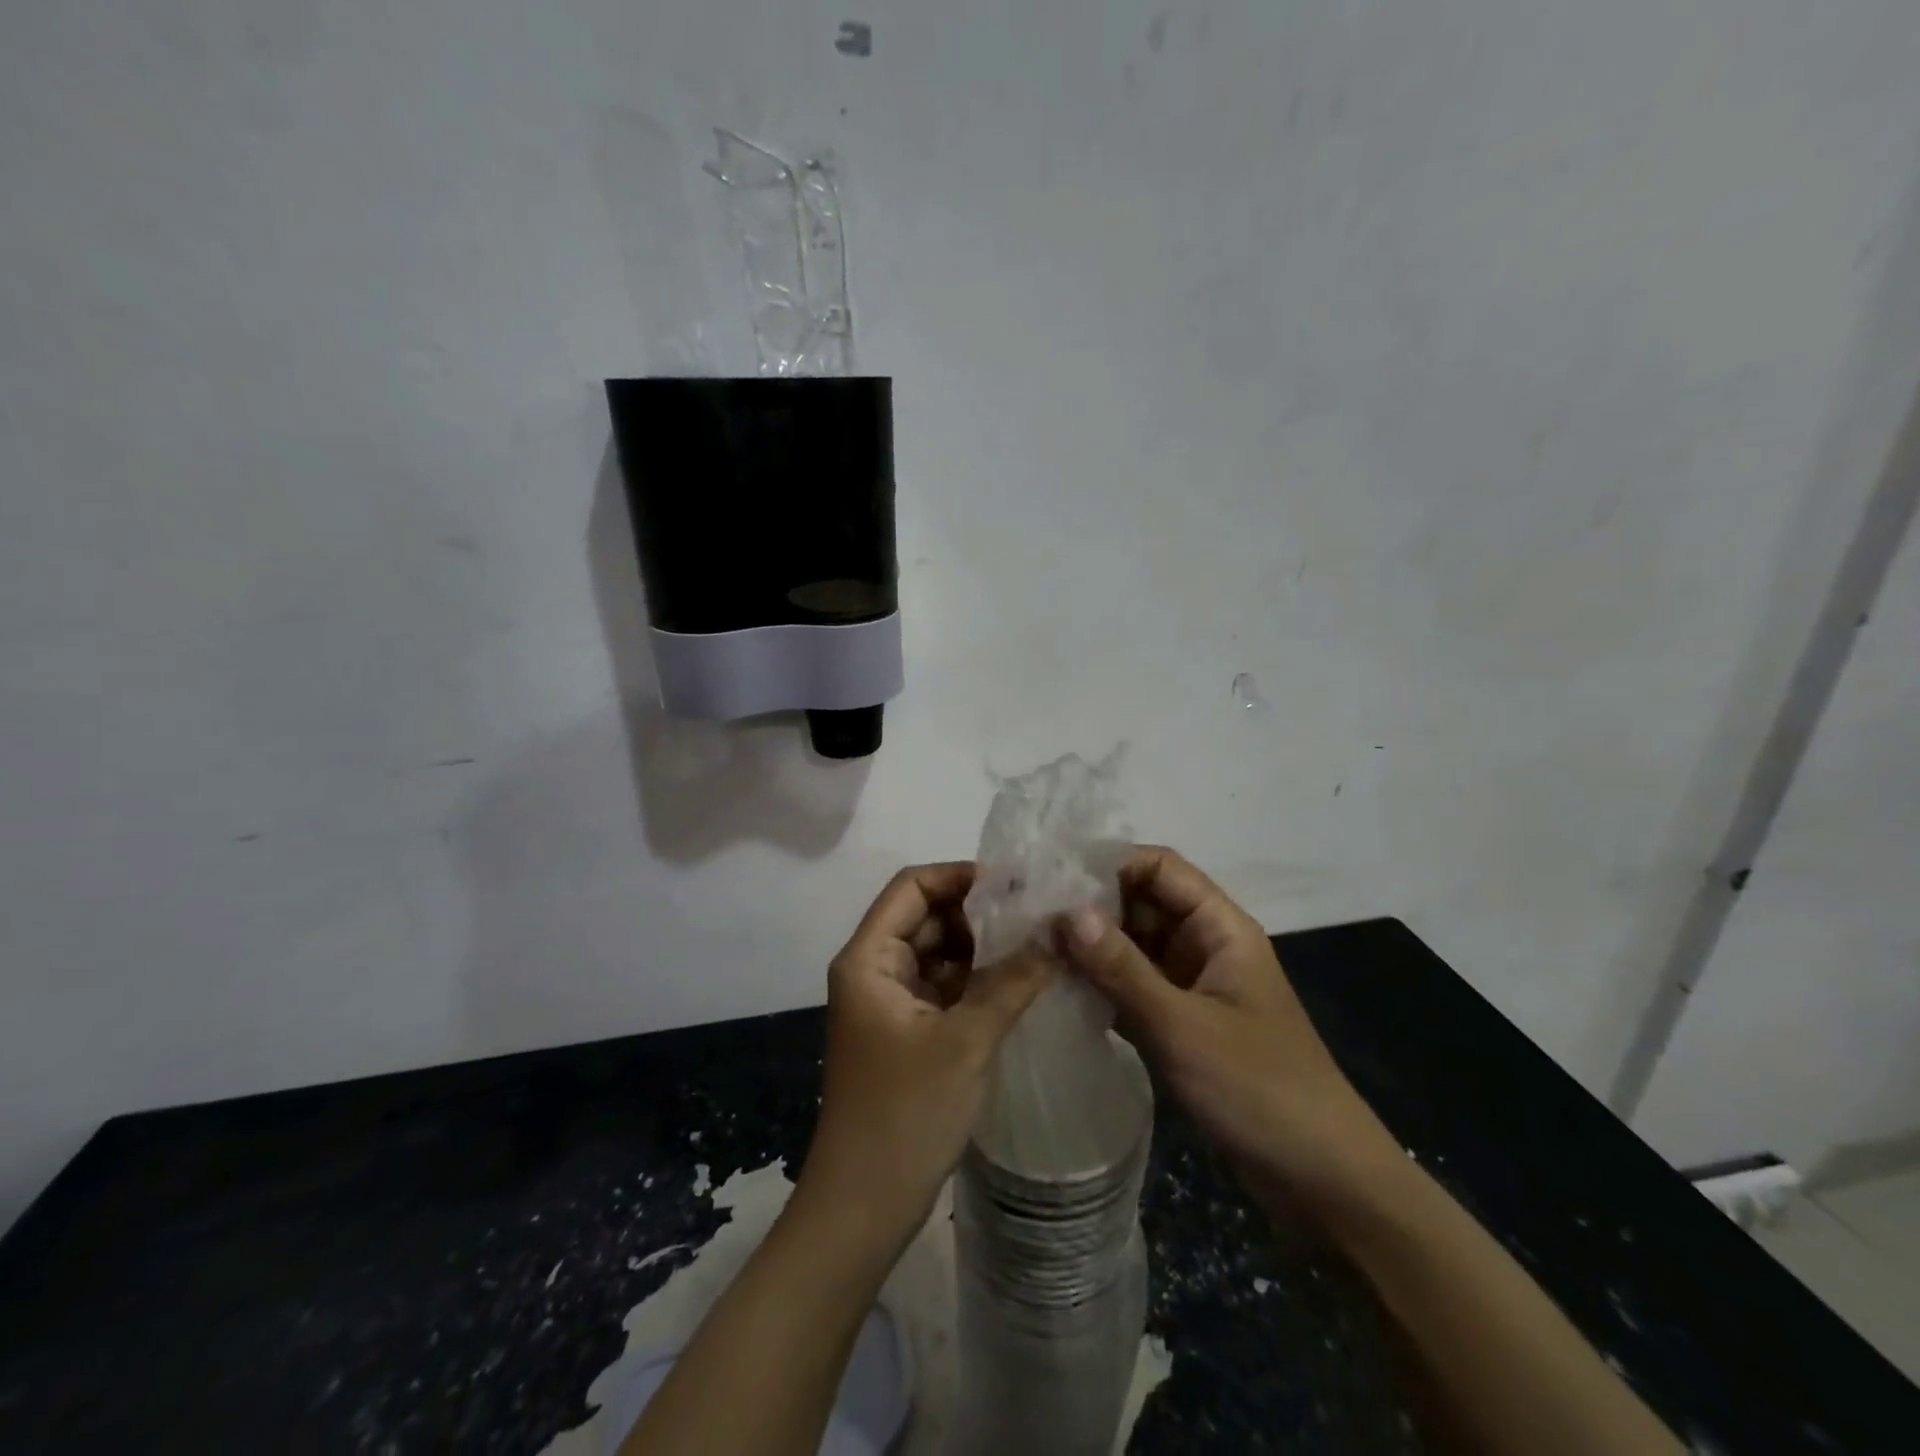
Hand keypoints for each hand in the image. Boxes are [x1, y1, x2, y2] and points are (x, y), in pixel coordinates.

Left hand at [798, 863, 1052, 1245]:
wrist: (863, 1207)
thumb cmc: (905, 1114)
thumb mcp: (966, 1040)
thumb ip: (1013, 980)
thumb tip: (1059, 931)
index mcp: (869, 957)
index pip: (913, 886)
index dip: (961, 876)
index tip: (1016, 884)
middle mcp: (874, 969)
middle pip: (927, 917)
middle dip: (981, 913)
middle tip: (1040, 915)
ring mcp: (890, 1002)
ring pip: (939, 953)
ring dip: (983, 948)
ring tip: (1040, 943)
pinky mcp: (906, 1032)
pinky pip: (944, 988)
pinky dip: (978, 981)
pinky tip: (1022, 982)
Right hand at [1054, 846, 1396, 1205]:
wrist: (1323, 1182)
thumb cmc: (1260, 1090)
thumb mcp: (1183, 1026)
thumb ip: (1121, 968)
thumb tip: (1066, 912)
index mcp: (1220, 927)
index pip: (1160, 867)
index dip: (1109, 863)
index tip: (1053, 877)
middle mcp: (1205, 945)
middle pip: (1142, 903)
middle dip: (1091, 907)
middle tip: (1030, 918)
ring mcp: (1194, 985)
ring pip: (1134, 946)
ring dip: (1092, 948)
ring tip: (1034, 951)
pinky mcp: (1184, 1023)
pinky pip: (1135, 987)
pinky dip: (1103, 986)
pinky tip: (1060, 992)